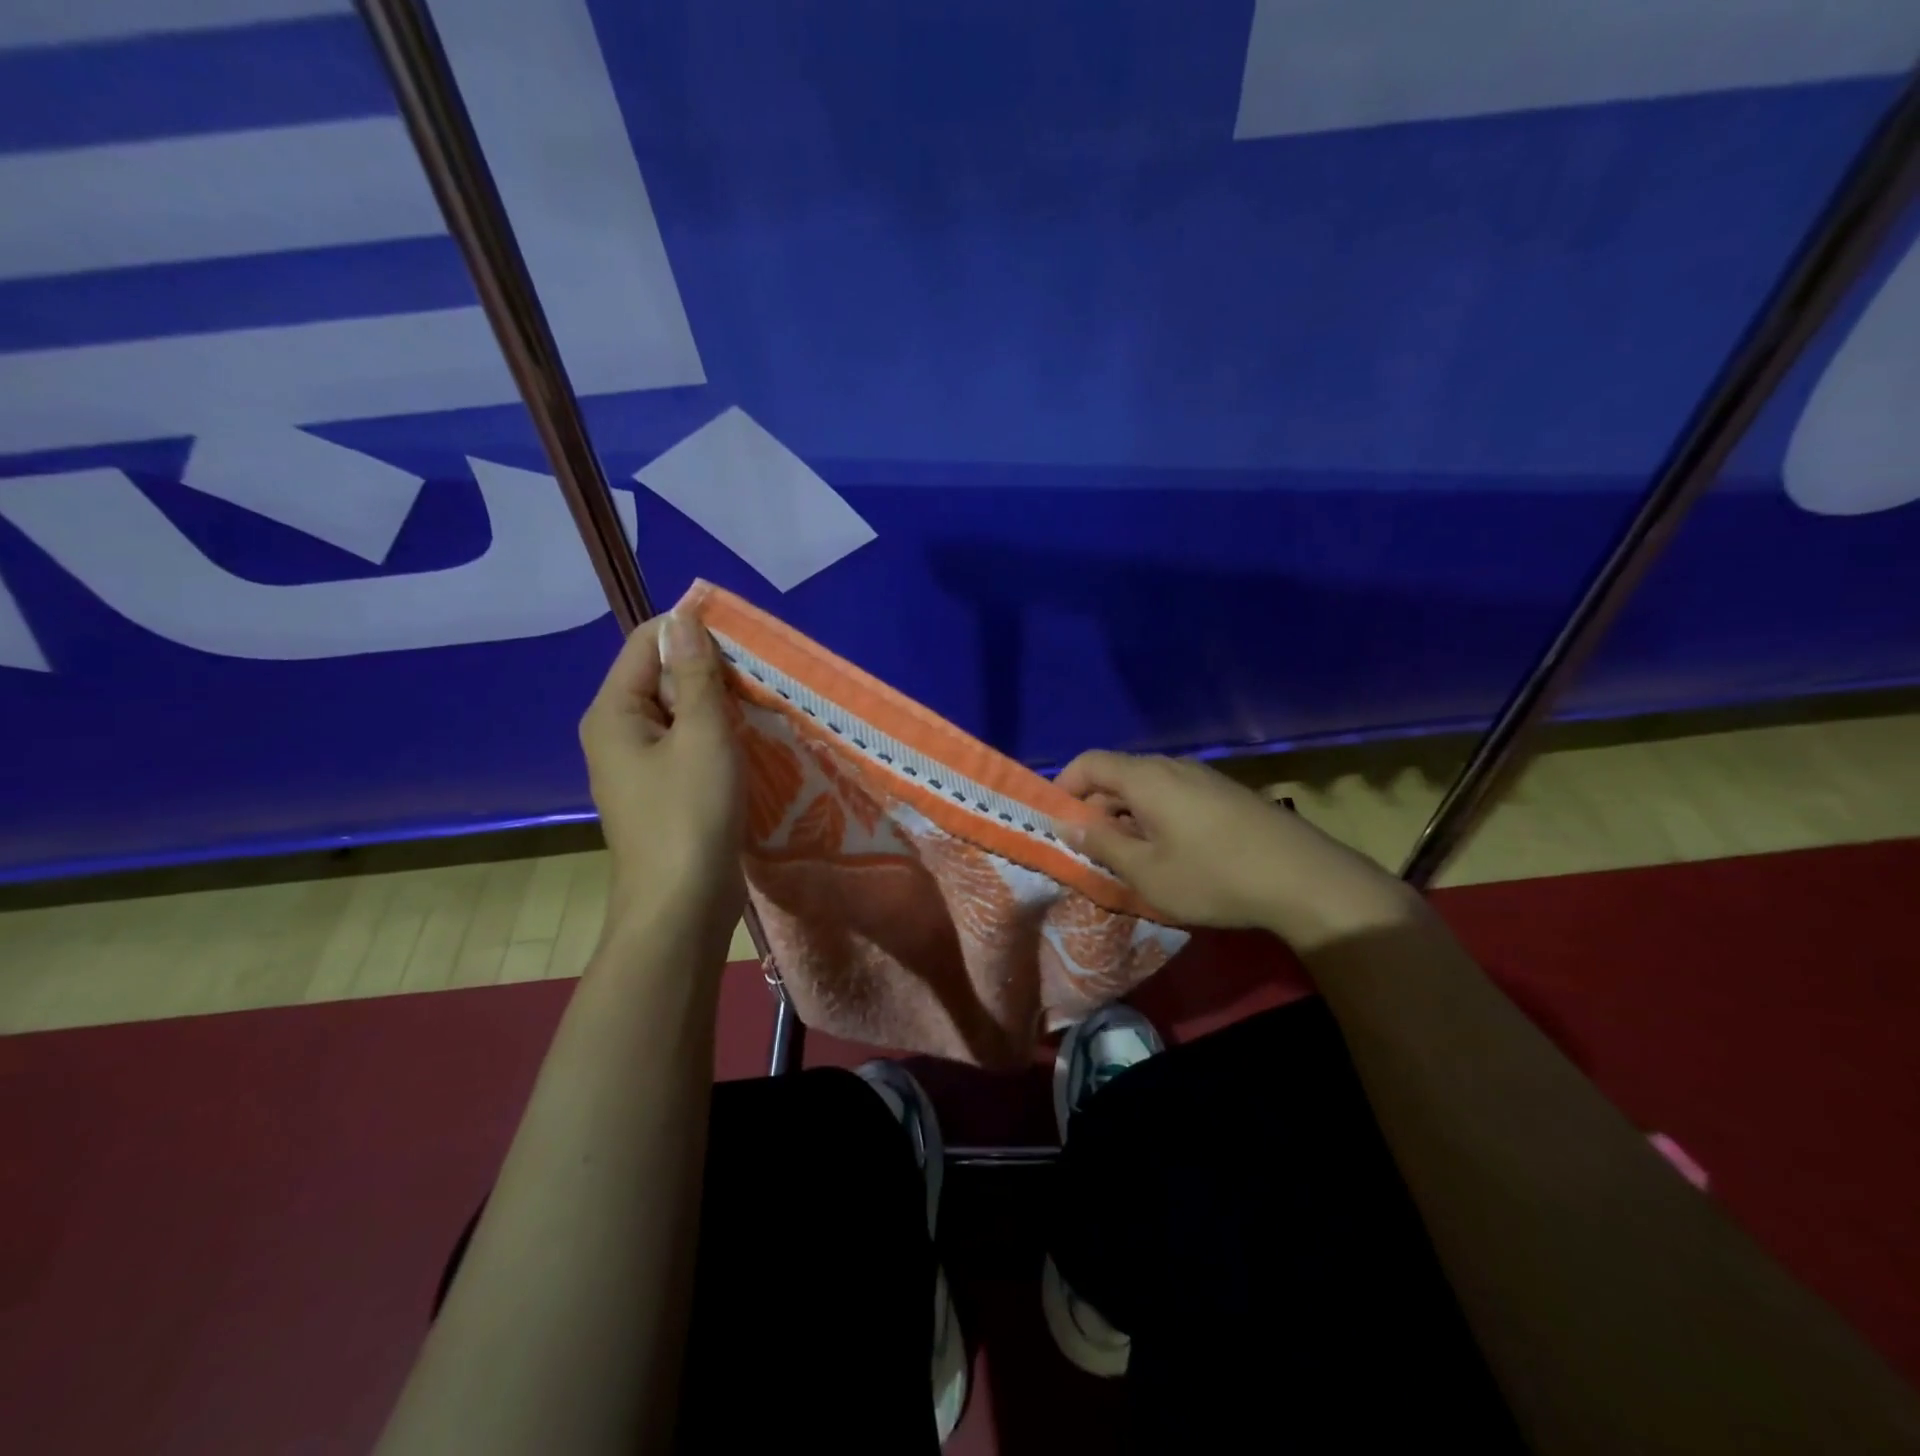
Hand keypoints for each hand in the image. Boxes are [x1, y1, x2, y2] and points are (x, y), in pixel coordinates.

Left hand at [579, 611, 743, 954]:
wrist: (681, 908)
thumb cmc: (690, 815)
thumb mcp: (703, 736)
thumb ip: (696, 675)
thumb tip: (683, 618)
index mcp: (614, 712)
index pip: (647, 642)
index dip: (692, 629)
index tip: (745, 638)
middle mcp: (617, 733)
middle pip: (662, 677)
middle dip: (710, 670)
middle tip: (762, 677)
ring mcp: (638, 768)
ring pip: (680, 715)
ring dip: (718, 706)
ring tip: (763, 707)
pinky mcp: (661, 795)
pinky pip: (687, 748)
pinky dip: (716, 739)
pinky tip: (750, 745)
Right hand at [1056, 751, 1421, 950]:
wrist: (1303, 878)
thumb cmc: (1213, 876)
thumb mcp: (1146, 871)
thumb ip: (1101, 844)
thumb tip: (1067, 824)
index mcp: (1146, 778)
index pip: (1089, 762)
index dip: (1064, 787)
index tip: (1057, 824)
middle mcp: (1173, 768)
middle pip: (1117, 774)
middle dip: (1094, 808)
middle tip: (1091, 851)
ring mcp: (1203, 778)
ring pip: (1146, 788)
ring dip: (1126, 816)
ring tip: (1129, 858)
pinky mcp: (1225, 795)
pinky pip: (1173, 796)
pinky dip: (1155, 818)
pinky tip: (1169, 855)